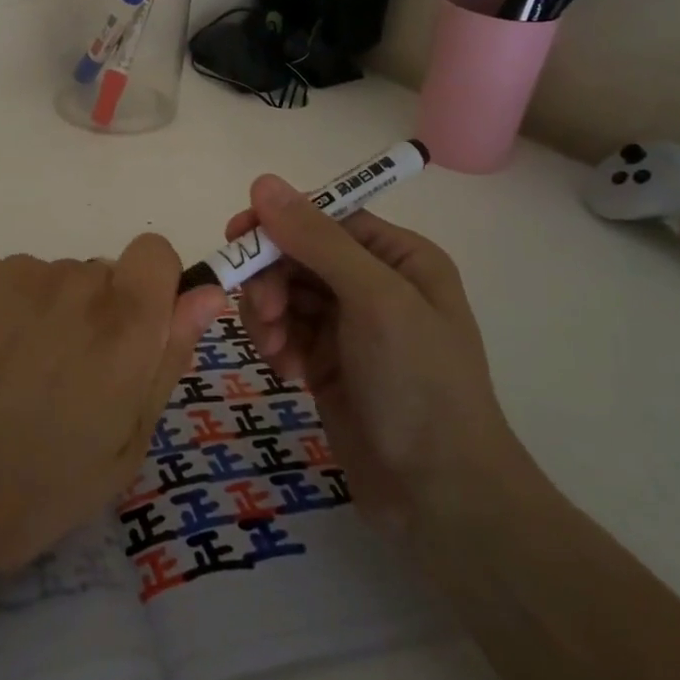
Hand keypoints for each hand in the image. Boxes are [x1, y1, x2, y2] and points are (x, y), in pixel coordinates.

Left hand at [0, 235, 221, 615]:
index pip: (157, 252)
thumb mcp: (123, 447)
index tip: (135, 336)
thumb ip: (167, 360)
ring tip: (14, 381)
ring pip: (57, 280)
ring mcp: (17, 273)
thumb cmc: (30, 493)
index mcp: (123, 322)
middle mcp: (74, 280)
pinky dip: (9, 310)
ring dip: (52, 314)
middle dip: (100, 315)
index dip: (153, 289)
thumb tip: (206, 295)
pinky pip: (13, 280)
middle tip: (65, 383)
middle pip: (104, 274)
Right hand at [225, 176, 526, 538]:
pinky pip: (286, 333)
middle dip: (273, 280)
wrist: (441, 497)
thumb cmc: (419, 384)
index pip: (325, 217)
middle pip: (298, 255)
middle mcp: (374, 284)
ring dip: (270, 316)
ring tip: (278, 352)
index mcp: (398, 257)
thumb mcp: (374, 300)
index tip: (238, 238)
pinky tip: (288, 373)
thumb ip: (318, 239)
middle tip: (264, 314)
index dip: (280, 222)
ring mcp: (350, 327)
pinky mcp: (328, 364)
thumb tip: (263, 181)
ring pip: (285, 294)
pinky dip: (278, 346)